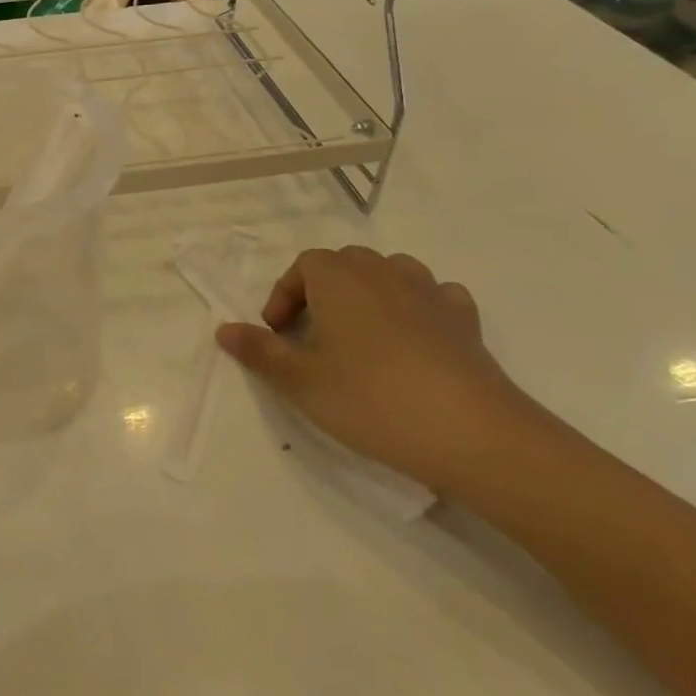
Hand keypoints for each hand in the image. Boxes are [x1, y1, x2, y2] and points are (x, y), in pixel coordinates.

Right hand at [216, 246, 554, 495]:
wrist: (473, 434)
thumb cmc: (371, 400)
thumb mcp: (300, 382)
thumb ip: (259, 351)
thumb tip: (223, 329)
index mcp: (339, 280)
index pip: (304, 264)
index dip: (284, 294)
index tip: (277, 332)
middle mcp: (384, 274)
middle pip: (346, 261)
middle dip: (323, 289)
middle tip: (312, 333)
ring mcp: (430, 294)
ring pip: (392, 271)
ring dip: (369, 292)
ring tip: (360, 332)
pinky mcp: (466, 321)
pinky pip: (435, 296)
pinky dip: (417, 306)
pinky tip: (413, 338)